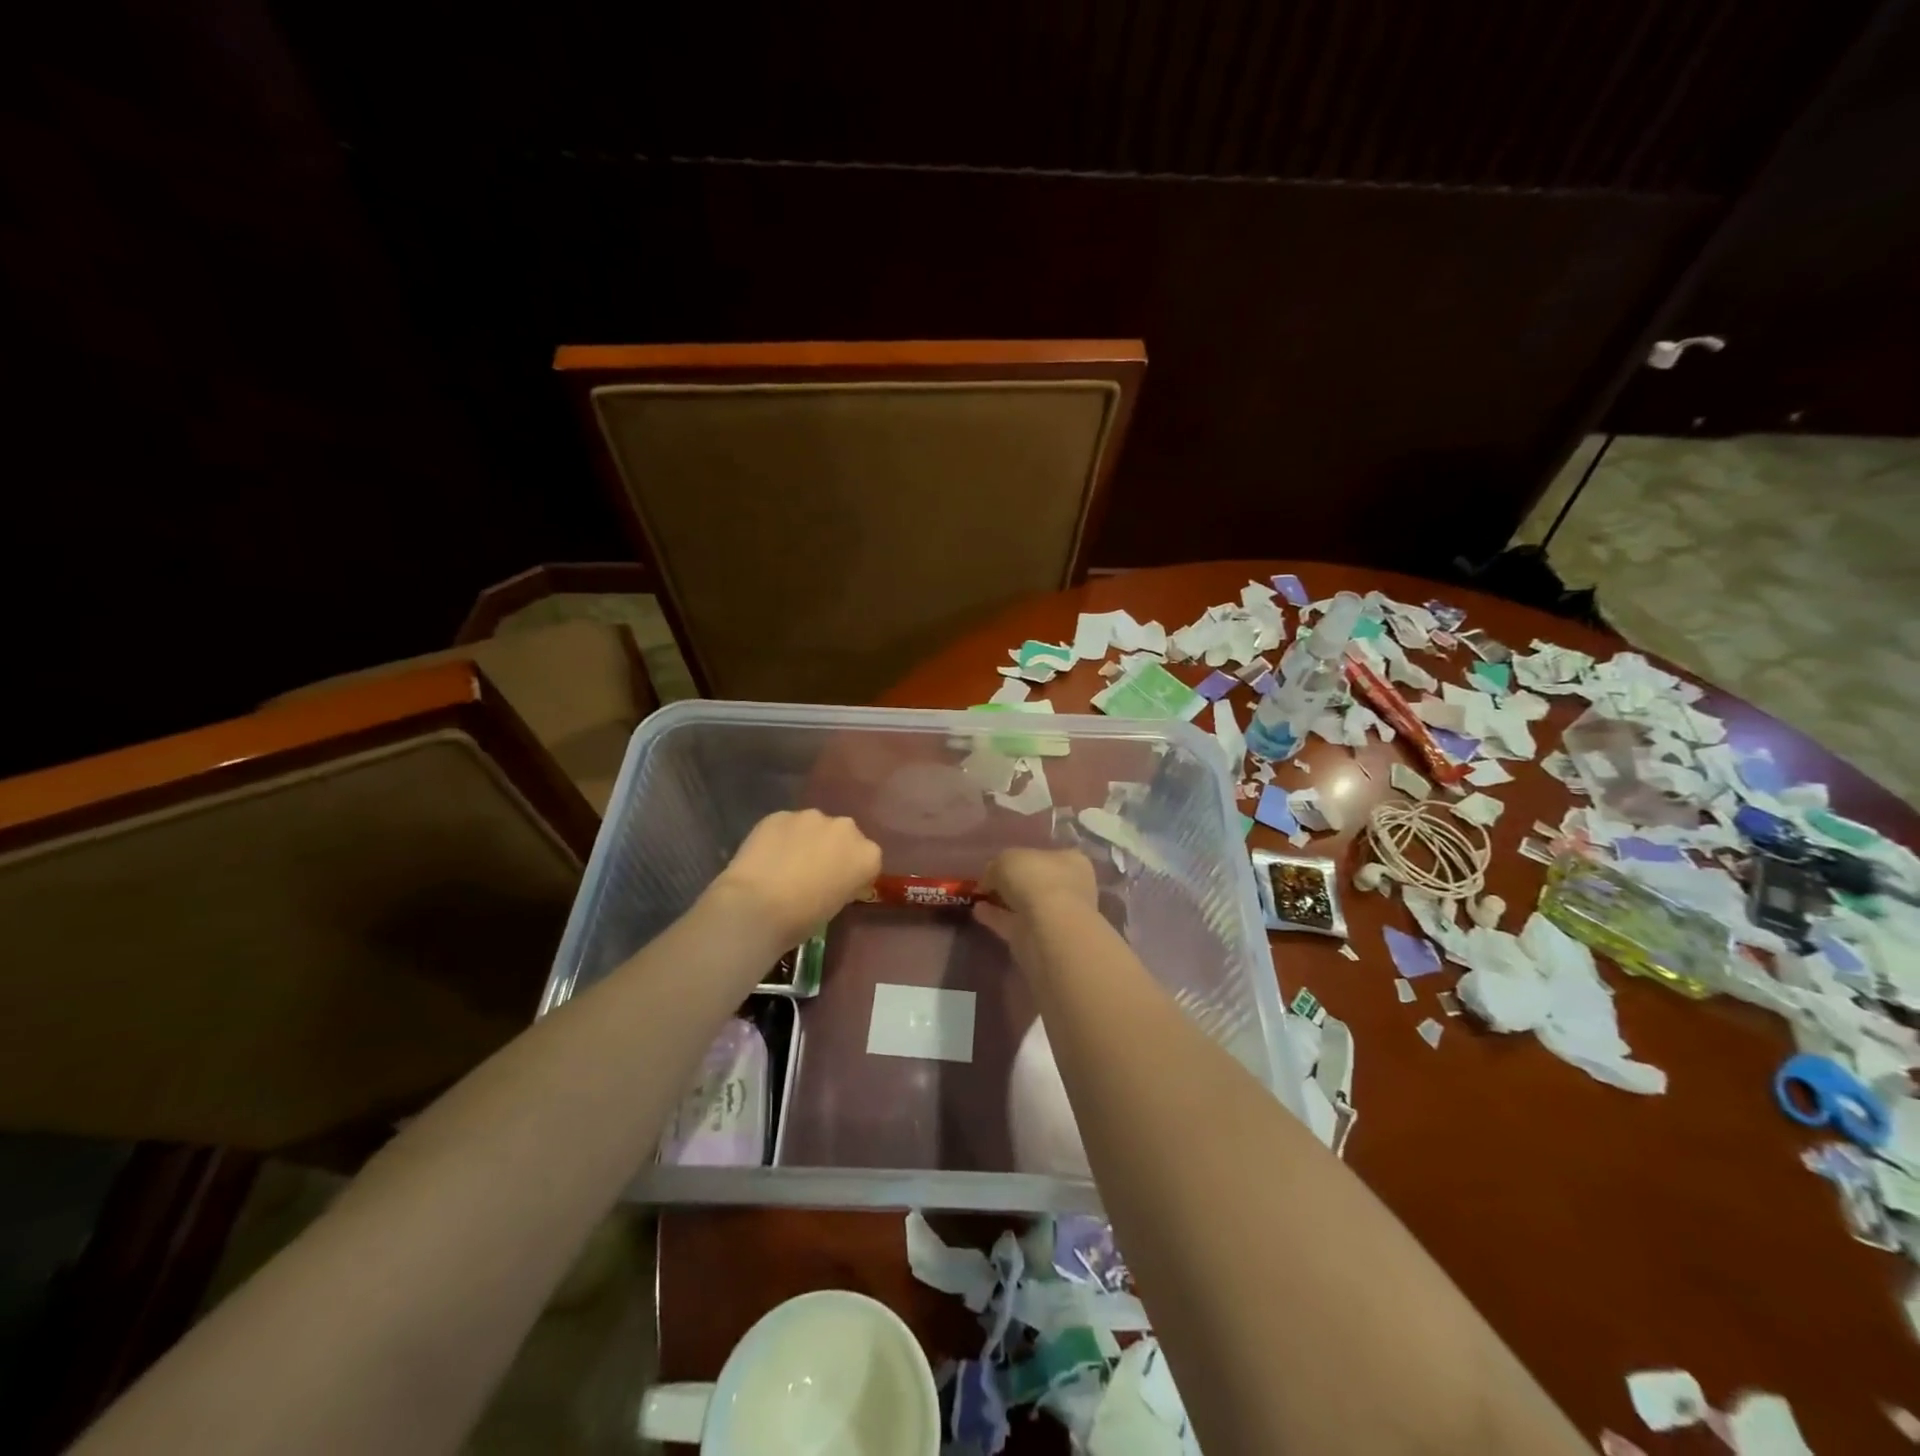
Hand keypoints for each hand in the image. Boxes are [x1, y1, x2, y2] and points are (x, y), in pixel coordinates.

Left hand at [709, 810, 881, 946]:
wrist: (755, 907)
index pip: (868, 861)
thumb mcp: (835, 906)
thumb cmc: (801, 918)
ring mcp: (812, 817)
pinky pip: (787, 826)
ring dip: (807, 840)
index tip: (840, 888)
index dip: (854, 875)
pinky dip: (782, 838)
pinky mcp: (781, 814)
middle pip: (844, 837)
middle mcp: (846, 828)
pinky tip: (767, 858)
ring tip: (786, 864)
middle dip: (833, 850)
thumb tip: (832, 879)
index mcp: (867, 855)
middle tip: (814, 873)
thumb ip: (842, 884)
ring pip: (814, 827)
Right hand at [974, 848, 1098, 969]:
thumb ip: (996, 867)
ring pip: (1027, 905)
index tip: (999, 865)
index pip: (1046, 856)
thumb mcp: (1006, 859)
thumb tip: (990, 880)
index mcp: (1071, 860)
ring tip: (978, 898)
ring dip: (1004, 902)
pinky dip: (997, 918)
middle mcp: (1070, 887)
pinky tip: (978, 912)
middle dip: (1014, 883)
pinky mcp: (1041, 939)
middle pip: (1037, 883)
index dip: (1022, 859)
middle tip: (988, 884)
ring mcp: (1057, 916)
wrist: (1049, 928)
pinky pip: (1015, 923)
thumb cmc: (1036, 879)